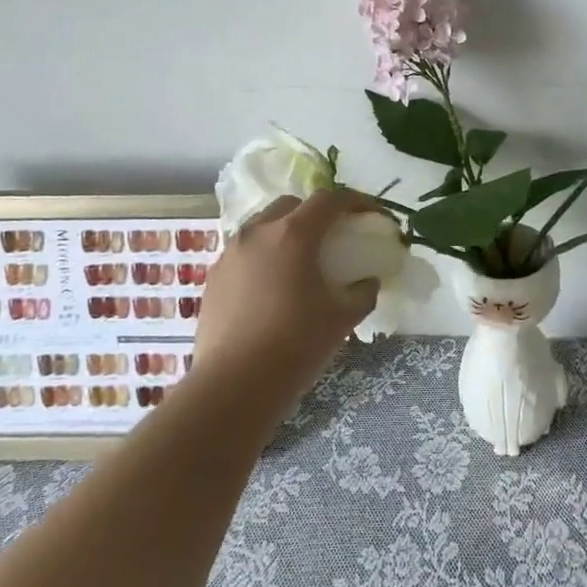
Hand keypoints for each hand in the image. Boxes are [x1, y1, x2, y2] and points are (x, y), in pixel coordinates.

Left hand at [191, 188, 380, 418]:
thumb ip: (362, 293)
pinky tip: (272, 285)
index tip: (372, 214)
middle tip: (334, 235)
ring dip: (286, 231)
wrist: (234, 386)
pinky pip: (245, 251)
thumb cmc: (295, 345)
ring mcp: (231, 253)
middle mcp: (258, 232)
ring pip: (263, 225)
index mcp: (293, 234)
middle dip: (316, 212)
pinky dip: (264, 255)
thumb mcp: (342, 318)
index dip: (355, 201)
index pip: (329, 200)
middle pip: (292, 205)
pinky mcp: (214, 277)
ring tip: (300, 259)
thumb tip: (368, 282)